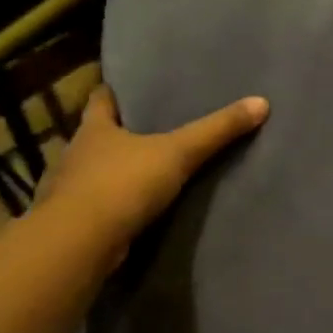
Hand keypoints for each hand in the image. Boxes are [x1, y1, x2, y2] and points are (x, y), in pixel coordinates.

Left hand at [40, 84, 268, 244]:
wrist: (80, 243)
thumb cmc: (122, 185)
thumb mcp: (178, 153)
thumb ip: (217, 130)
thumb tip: (261, 102)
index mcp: (94, 128)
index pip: (101, 98)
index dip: (116, 91)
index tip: (133, 88)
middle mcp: (76, 154)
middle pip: (99, 135)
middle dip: (121, 133)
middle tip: (154, 129)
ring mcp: (71, 190)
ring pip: (96, 172)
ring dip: (116, 172)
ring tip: (149, 170)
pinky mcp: (76, 222)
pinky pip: (99, 206)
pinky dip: (114, 205)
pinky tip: (135, 210)